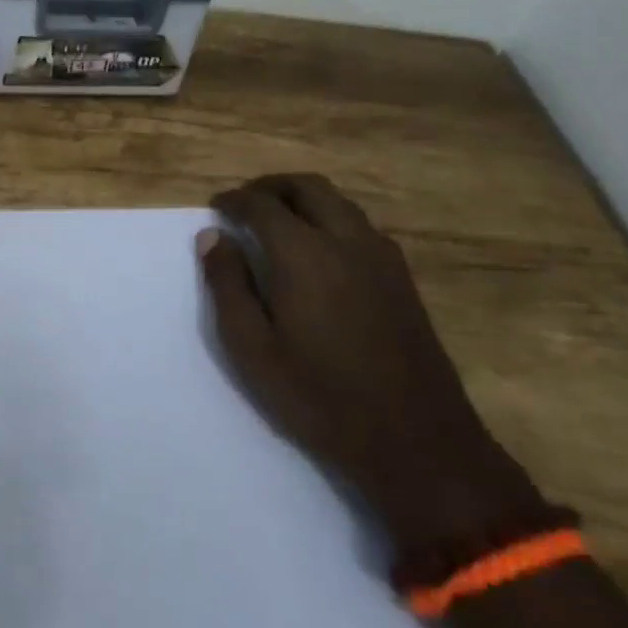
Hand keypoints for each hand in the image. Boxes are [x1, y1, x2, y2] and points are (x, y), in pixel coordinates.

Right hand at [199, 173, 541, 552]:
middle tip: (244, 204)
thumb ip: (227, 285)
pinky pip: (360, 226)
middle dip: (270, 187)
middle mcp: (346, 241)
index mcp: (304, 254)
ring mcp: (382, 258)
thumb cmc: (318, 396)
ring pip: (339, 203)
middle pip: (307, 187)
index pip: (261, 204)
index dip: (233, 200)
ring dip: (303, 200)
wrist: (415, 441)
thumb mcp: (251, 348)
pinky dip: (330, 219)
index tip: (215, 209)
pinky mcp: (402, 278)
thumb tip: (212, 237)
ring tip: (276, 222)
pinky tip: (318, 251)